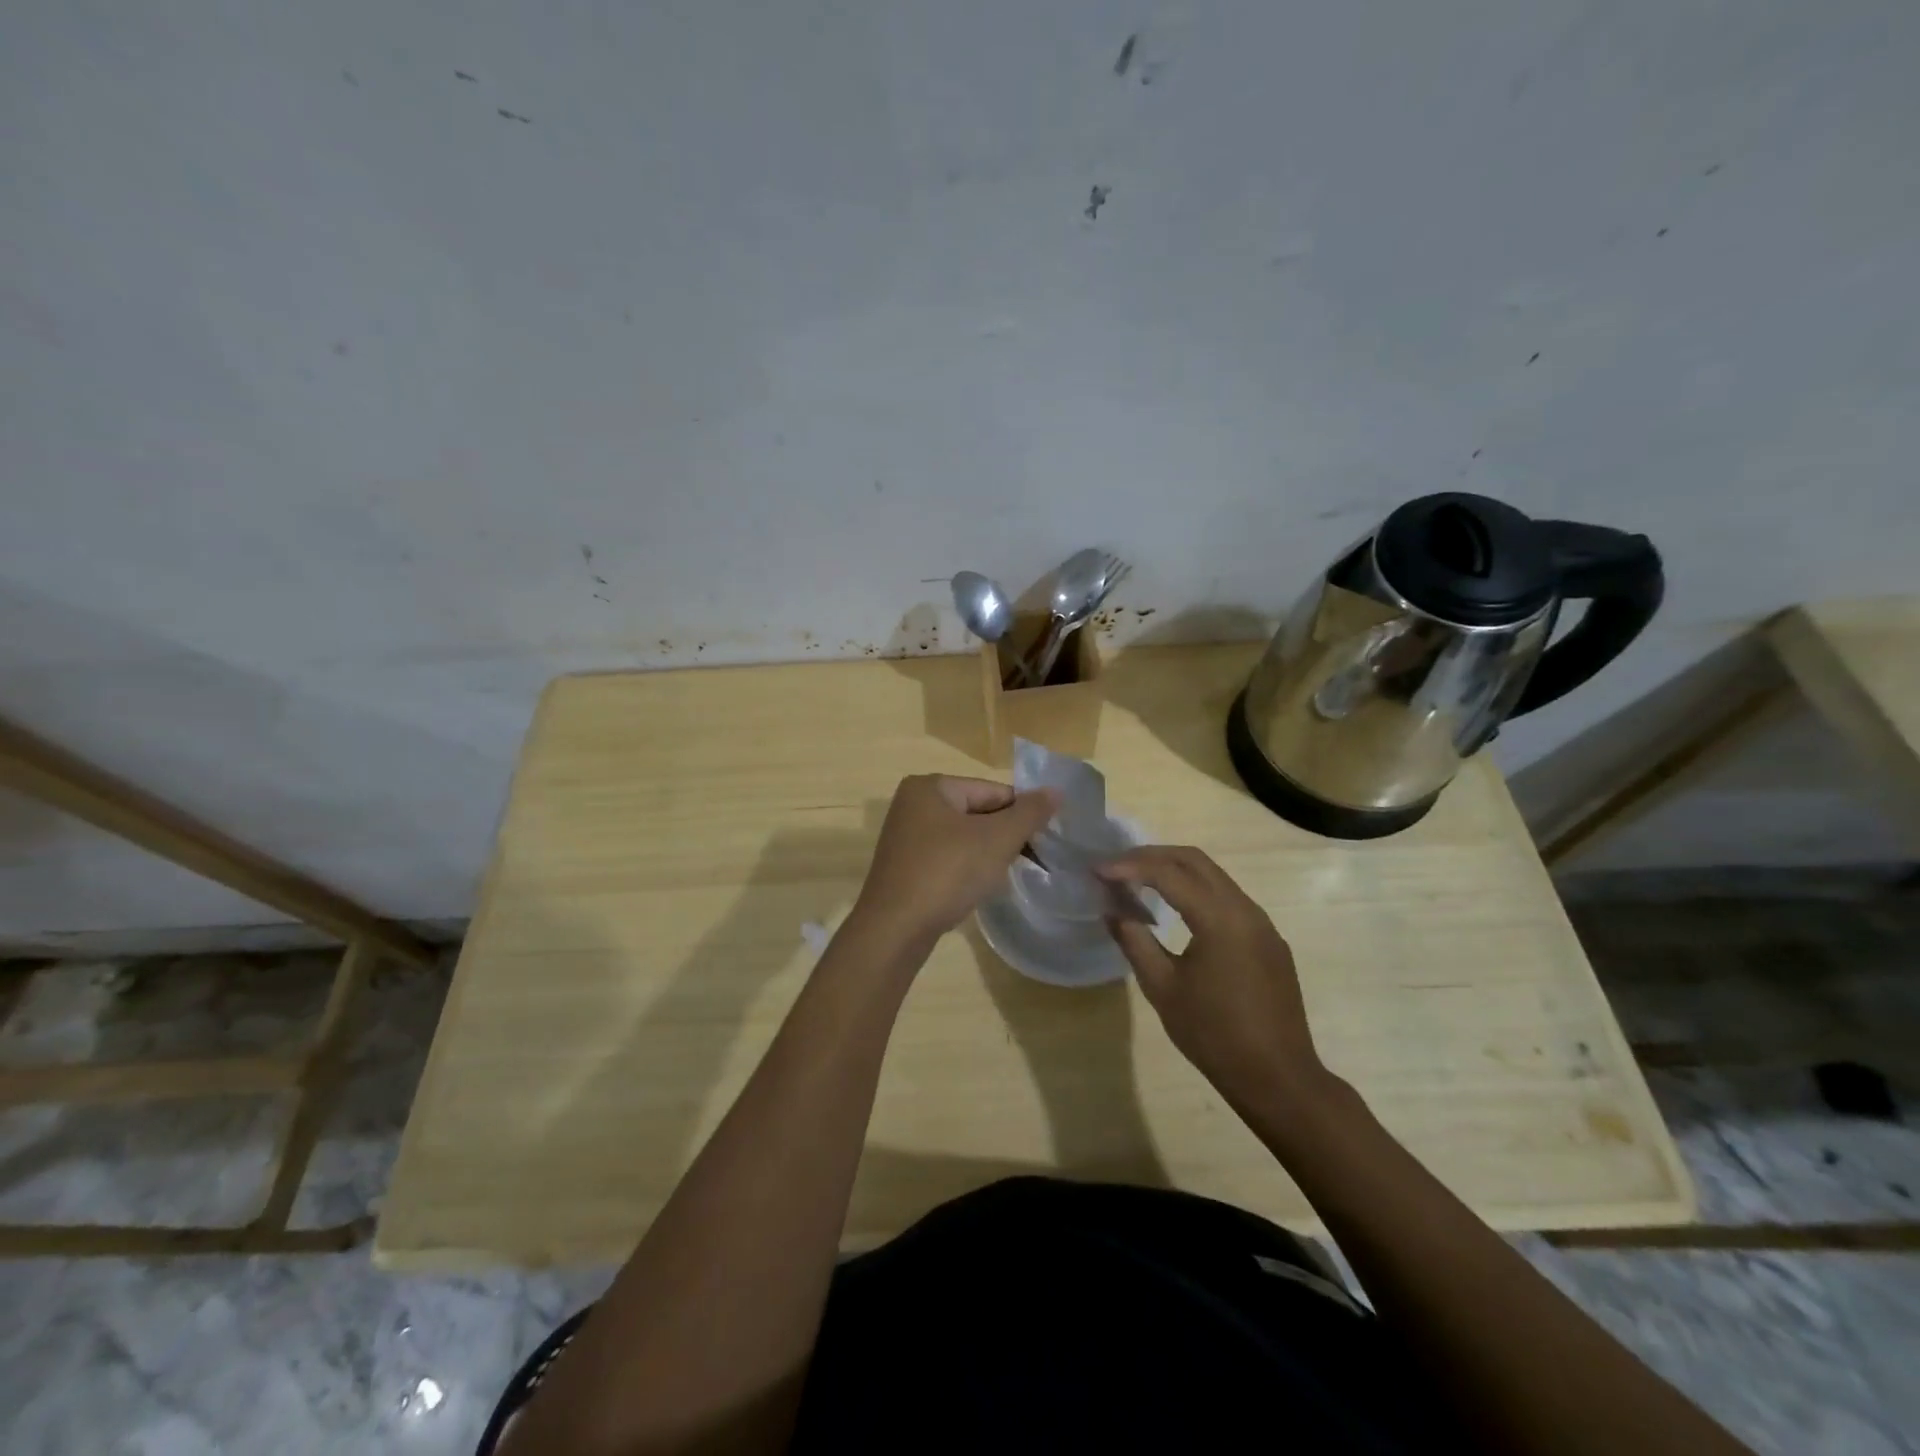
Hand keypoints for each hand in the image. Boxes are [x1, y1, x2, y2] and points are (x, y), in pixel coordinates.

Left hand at [850, 775, 1059, 955]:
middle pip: (978, 812)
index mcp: (930, 786)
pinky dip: (968, 868)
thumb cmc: (947, 872)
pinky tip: (980, 887)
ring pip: (964, 837)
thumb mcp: (997, 839)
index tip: (1047, 839)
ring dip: (989, 853)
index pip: (992, 790)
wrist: (896, 929)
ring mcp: (906, 837)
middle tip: (1033, 859)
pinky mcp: (906, 866)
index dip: (1023, 813)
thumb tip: (1055, 791)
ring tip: (1008, 874)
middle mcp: (913, 804)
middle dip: (1006, 835)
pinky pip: (948, 857)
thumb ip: (1029, 813)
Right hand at [1097, 846, 1328, 1109]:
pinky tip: (1175, 910)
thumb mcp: (1162, 988)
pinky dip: (1196, 890)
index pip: (1167, 873)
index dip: (1128, 866)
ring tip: (1138, 882)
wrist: (1278, 1078)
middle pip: (1194, 860)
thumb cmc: (1214, 1035)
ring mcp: (1262, 923)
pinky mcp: (1268, 939)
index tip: (1097, 871)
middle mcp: (1245, 909)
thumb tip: (1111, 908)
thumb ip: (1134, 940)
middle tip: (1115, 867)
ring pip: (1214, 876)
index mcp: (1220, 918)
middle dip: (1151, 856)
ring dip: (1174, 870)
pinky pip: (1228, 898)